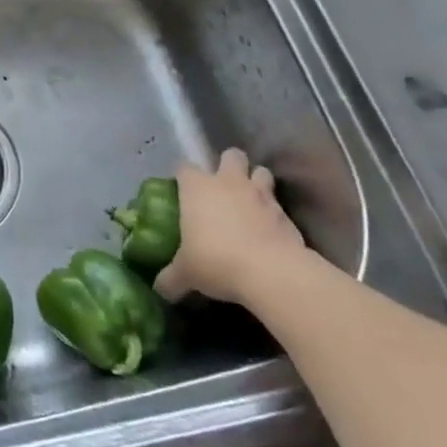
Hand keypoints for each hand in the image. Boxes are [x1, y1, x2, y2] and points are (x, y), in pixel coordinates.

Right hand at [153, 147, 307, 305]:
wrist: (271, 272)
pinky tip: (271, 230)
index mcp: (197, 187)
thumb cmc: (217, 261)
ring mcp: (260, 195)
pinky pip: (280, 204)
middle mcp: (228, 182)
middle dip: (229, 165)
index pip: (184, 167)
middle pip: (231, 156)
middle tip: (224, 187)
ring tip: (251, 200)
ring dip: (257, 181)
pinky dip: (275, 212)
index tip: (183, 190)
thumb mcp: (186, 273)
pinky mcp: (286, 214)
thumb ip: (171, 278)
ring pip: (261, 171)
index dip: (184, 177)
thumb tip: (159, 291)